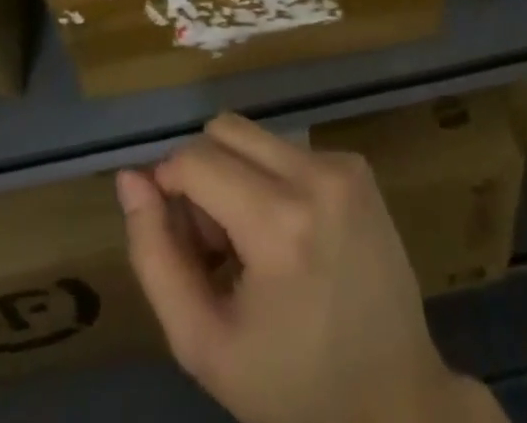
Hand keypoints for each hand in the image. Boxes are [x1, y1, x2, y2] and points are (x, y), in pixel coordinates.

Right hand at [118, 113, 502, 422]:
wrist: (396, 399)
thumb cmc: (292, 386)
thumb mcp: (203, 343)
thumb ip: (155, 256)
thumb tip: (130, 178)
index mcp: (280, 221)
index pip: (195, 158)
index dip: (169, 189)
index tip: (180, 241)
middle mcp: (316, 174)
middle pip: (225, 130)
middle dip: (203, 176)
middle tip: (216, 247)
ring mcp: (344, 164)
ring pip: (255, 137)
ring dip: (237, 176)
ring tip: (252, 247)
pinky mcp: (359, 165)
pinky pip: (288, 148)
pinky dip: (271, 179)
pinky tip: (286, 237)